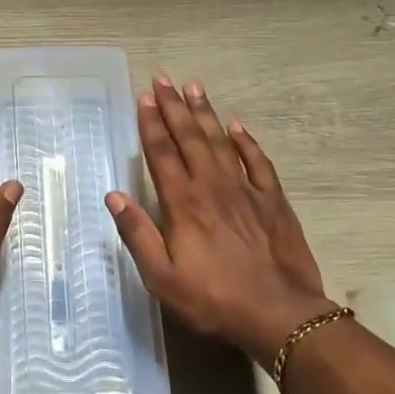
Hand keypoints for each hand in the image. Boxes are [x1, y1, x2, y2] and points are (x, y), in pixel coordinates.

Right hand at [105, 76, 334, 363]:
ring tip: (194, 87)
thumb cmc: (213, 299)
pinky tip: (237, 127)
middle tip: (163, 79)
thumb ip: (138, 234)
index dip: (151, 124)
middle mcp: (212, 186)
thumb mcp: (162, 277)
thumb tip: (114, 195)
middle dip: (174, 107)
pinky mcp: (273, 200)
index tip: (143, 98)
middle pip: (189, 138)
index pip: (162, 154)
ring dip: (206, 113)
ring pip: (221, 141)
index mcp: (183, 203)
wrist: (280, 314)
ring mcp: (246, 190)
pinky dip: (246, 142)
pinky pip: (258, 162)